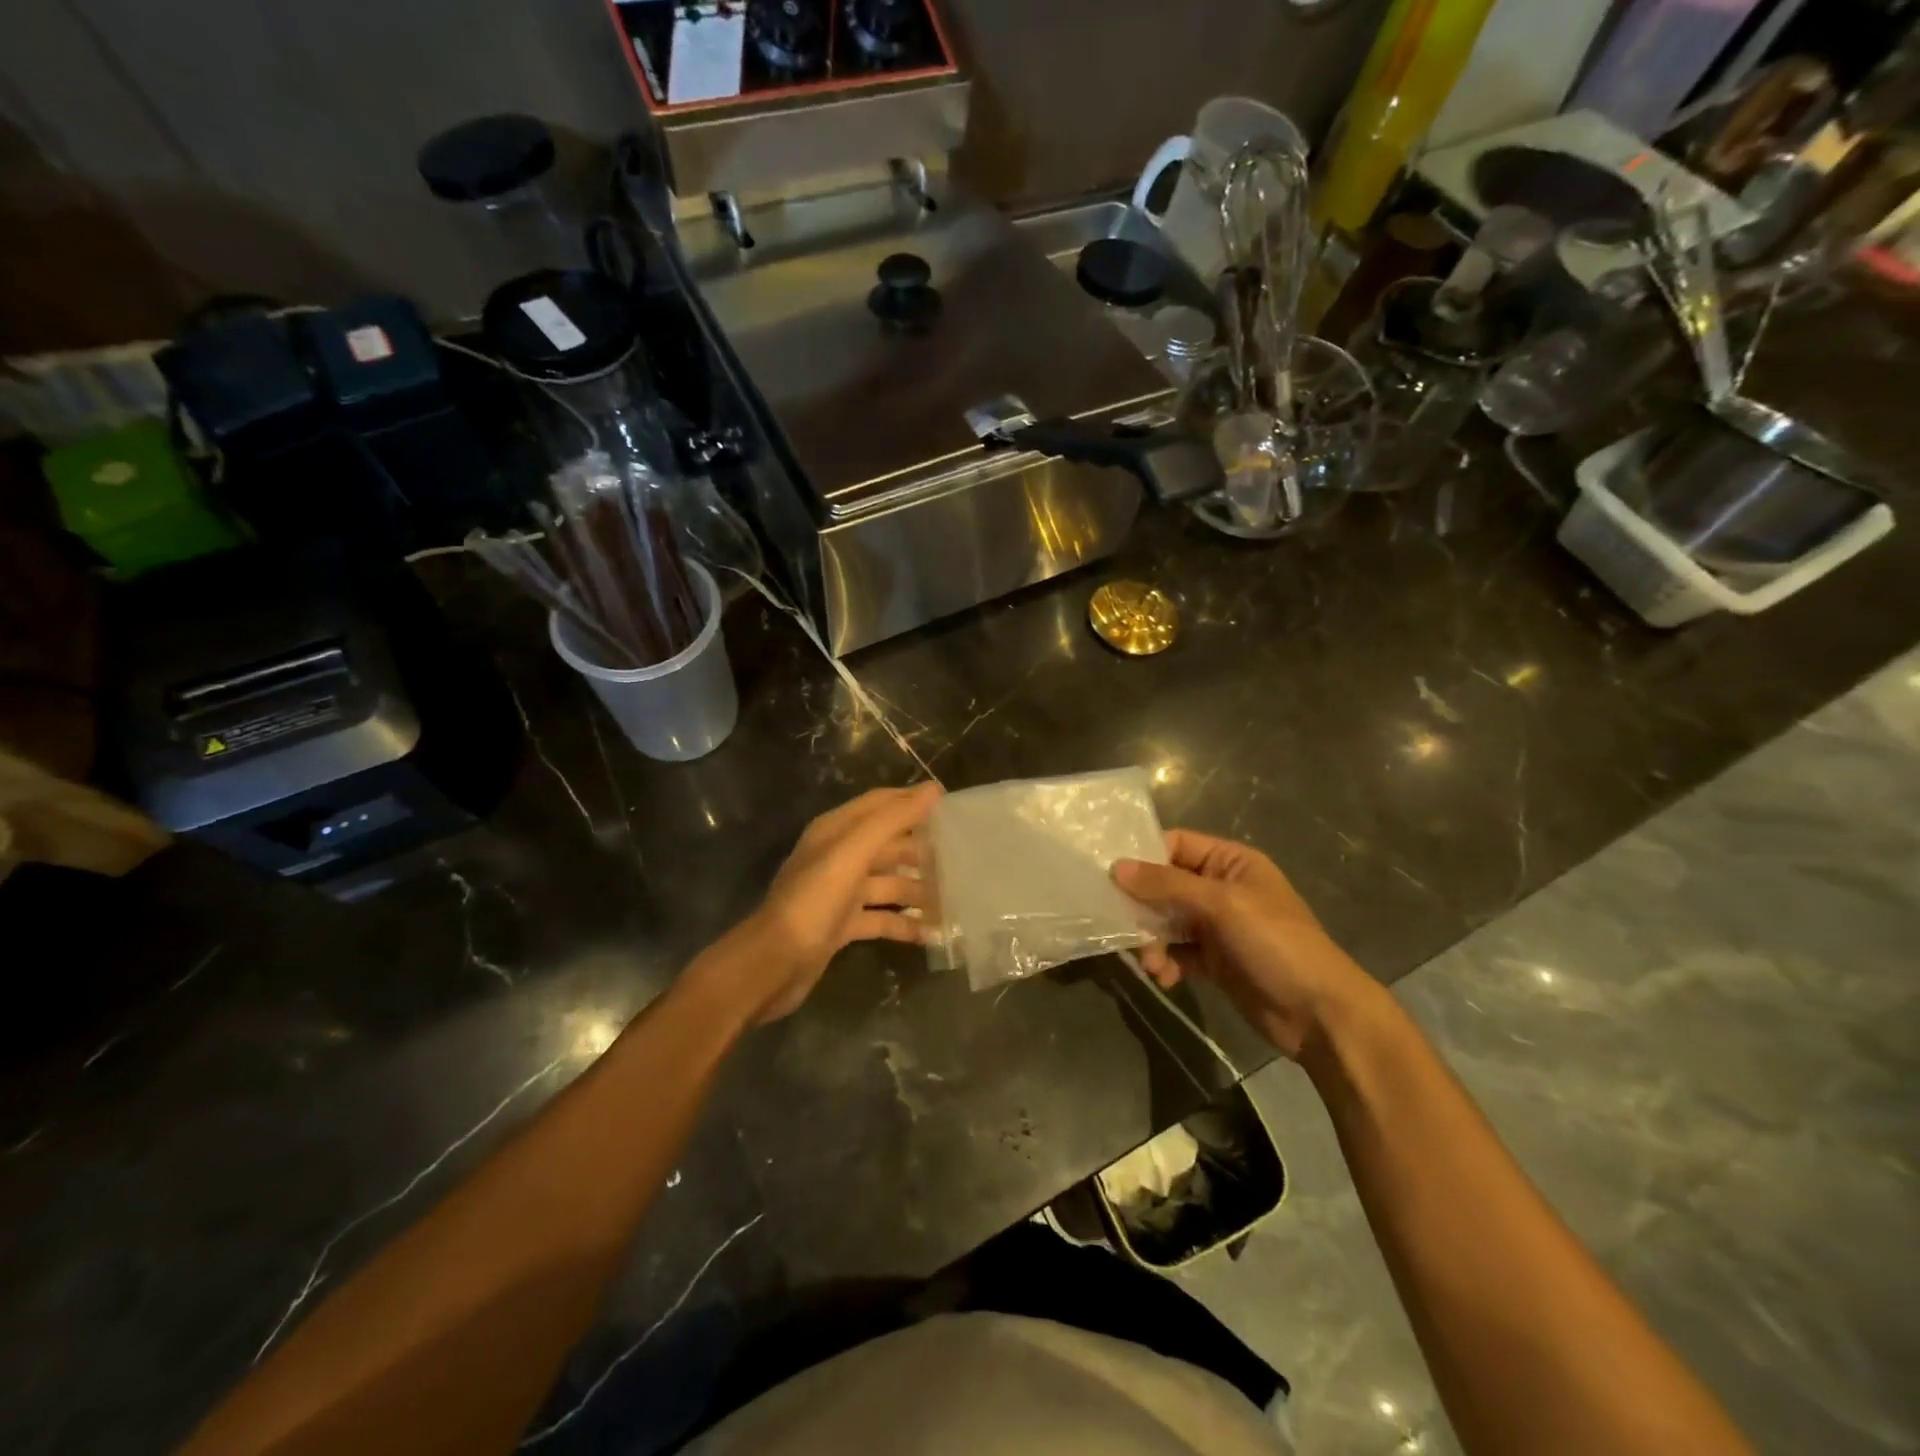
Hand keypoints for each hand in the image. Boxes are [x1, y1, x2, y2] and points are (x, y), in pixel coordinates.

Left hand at [706, 784, 940, 1023]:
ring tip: (955, 899)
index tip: (950, 806)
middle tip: (962, 859)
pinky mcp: (843, 925)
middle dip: (922, 851)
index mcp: (836, 831)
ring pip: (888, 883)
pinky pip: (882, 918)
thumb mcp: (852, 853)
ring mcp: (840, 892)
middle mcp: (838, 856)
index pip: (880, 804)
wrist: (773, 964)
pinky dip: (905, 923)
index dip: (912, 801)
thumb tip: (933, 790)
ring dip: (918, 890)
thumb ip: (892, 820)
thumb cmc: (813, 900)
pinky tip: (933, 933)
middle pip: (888, 844)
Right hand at [1113, 830, 1372, 1059]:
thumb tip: (1116, 867)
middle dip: (1143, 906)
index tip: (1111, 876)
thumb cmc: (1275, 943)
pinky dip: (1165, 962)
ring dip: (1151, 940)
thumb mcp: (1221, 905)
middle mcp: (1221, 889)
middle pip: (1165, 885)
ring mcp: (1217, 926)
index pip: (1176, 845)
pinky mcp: (1214, 961)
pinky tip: (1165, 977)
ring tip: (1151, 962)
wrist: (1320, 1014)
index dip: (1144, 857)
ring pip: (1167, 921)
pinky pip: (1176, 952)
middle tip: (1122, 925)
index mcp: (1230, 862)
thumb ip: (1167, 885)